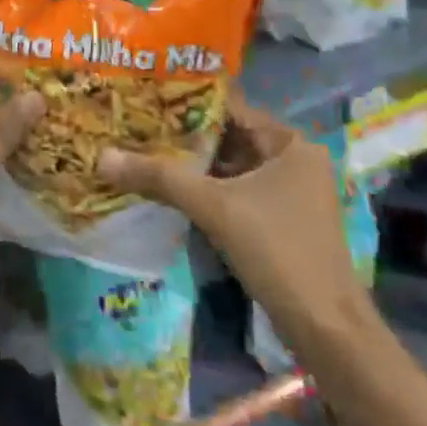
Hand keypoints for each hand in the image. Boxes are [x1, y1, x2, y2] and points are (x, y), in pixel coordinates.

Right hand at [100, 98, 368, 339]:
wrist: (324, 326)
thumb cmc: (276, 250)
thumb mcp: (213, 206)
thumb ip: (159, 177)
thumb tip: (102, 156)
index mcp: (291, 144)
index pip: (231, 108)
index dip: (187, 103)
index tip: (144, 99)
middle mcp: (294, 161)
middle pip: (228, 138)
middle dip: (184, 137)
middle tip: (134, 127)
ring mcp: (288, 194)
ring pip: (230, 168)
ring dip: (191, 166)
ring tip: (141, 153)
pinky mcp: (279, 222)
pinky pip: (234, 193)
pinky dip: (205, 191)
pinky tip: (167, 190)